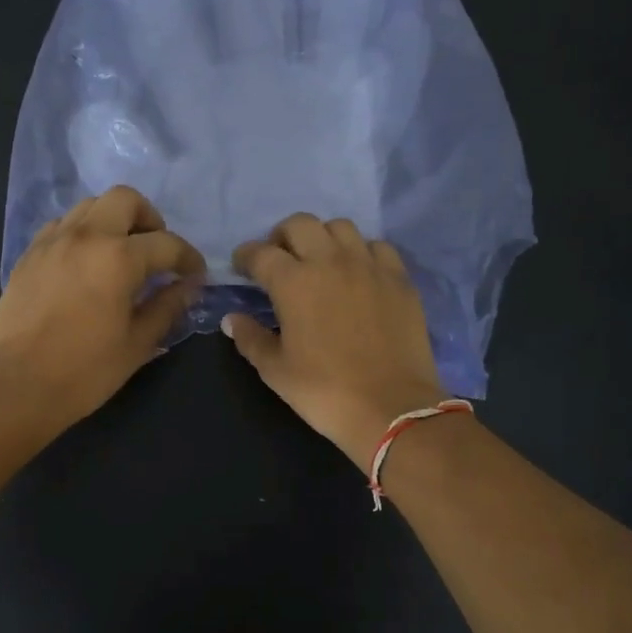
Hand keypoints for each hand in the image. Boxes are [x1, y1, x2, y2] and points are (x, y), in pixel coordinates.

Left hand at [0, 185, 204, 437]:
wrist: (17, 385)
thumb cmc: (85, 370)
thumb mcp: (137, 343)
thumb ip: (167, 307)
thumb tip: (189, 286)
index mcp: (118, 257)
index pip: (166, 243)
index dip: (188, 257)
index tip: (195, 274)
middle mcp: (85, 236)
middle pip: (125, 200)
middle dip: (149, 219)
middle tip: (155, 252)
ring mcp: (52, 241)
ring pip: (90, 206)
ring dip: (113, 221)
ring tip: (120, 255)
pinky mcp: (29, 255)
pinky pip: (62, 226)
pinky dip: (82, 233)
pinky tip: (86, 264)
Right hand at [223, 213, 446, 470]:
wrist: (390, 408)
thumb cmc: (324, 391)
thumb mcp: (276, 371)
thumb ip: (250, 338)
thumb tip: (232, 319)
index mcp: (293, 281)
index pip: (260, 253)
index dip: (245, 257)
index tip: (242, 268)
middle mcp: (330, 261)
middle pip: (300, 224)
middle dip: (282, 236)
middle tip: (280, 260)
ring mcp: (369, 266)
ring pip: (341, 227)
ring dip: (323, 238)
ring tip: (320, 262)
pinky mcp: (399, 279)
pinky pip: (377, 247)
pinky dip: (361, 252)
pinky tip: (358, 273)